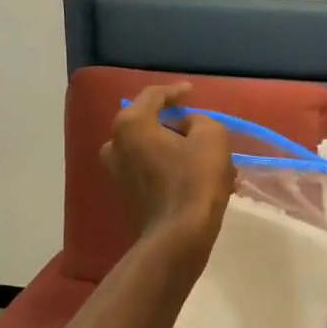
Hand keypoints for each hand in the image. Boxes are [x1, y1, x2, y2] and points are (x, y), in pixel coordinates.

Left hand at [102, 84, 233, 247]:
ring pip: (148, 149)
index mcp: (131, 124)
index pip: (153, 96)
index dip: (175, 91)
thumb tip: (186, 126)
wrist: (178, 236)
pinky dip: (167, 167)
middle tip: (195, 126)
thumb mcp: (211, 136)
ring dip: (172, 148)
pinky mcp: (124, 195)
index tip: (191, 92)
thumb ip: (198, 120)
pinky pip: (148, 169)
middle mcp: (115, 145)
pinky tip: (192, 176)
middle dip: (172, 123)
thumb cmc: (195, 180)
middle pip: (146, 123)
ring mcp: (116, 172)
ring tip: (199, 155)